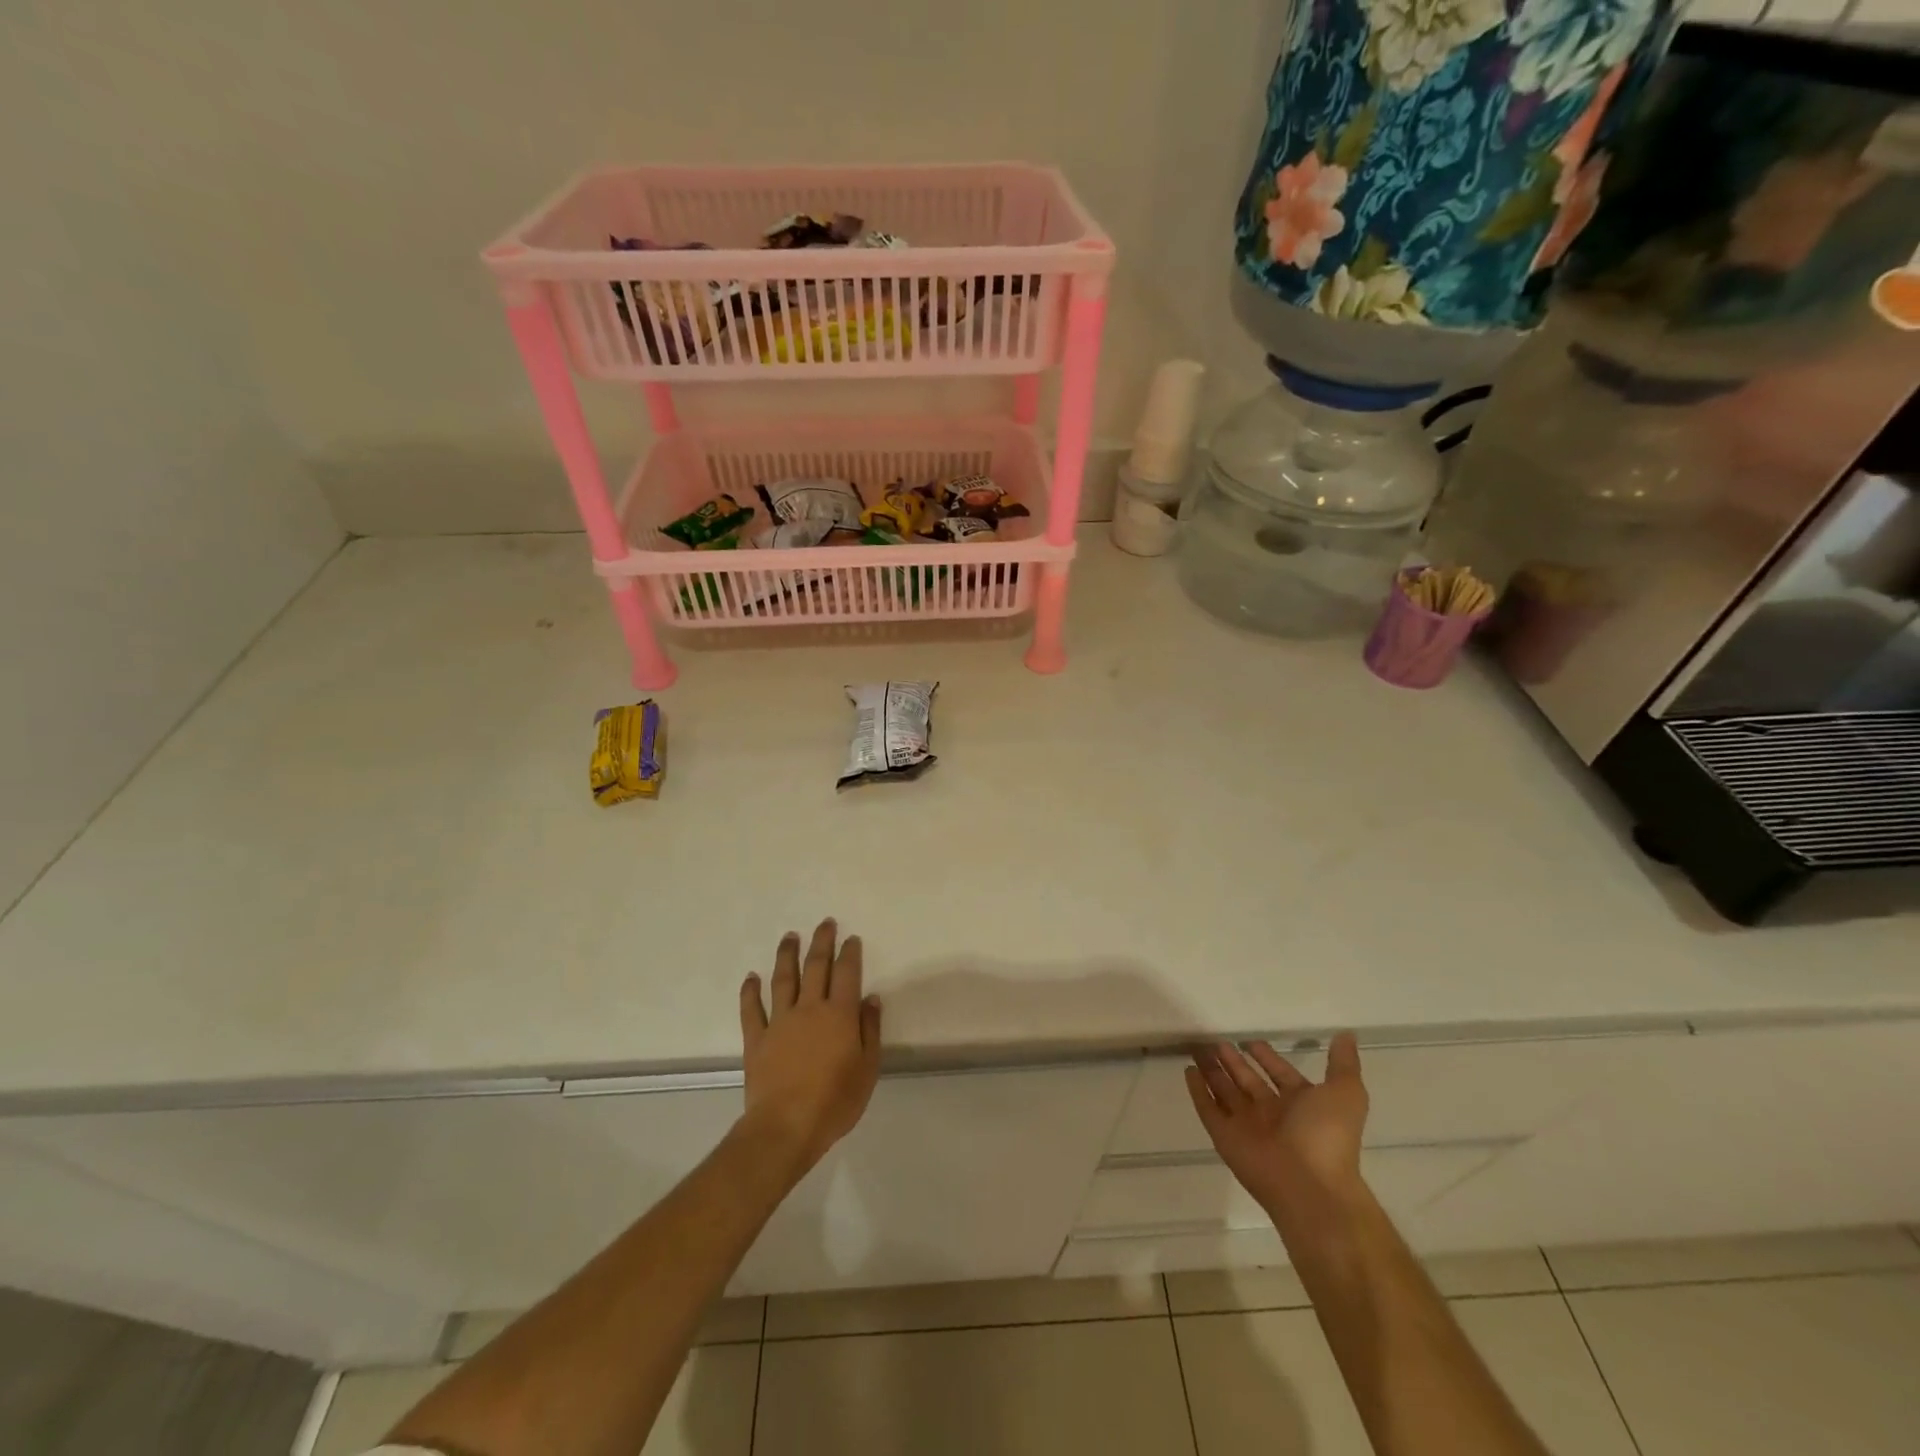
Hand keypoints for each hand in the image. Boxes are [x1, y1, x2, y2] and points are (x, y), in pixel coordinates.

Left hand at [738, 919, 881, 1180]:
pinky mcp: (756, 1039)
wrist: (786, 1126)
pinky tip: (751, 977)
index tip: (851, 938)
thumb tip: (870, 999)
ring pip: (783, 979)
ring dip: (787, 955)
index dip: (849, 953)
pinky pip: (752, 1009)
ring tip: (790, 936)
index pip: (846, 974)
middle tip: (825, 923)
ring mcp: (779, 1021)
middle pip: (815, 967)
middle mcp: (809, 1009)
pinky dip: (750, 991)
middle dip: (821, 942)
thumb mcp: (867, 1069)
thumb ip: (870, 1030)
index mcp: (838, 1014)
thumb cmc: (835, 1101)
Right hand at [1186, 1034, 1369, 1225]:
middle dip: (1232, 1061)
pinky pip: (1207, 1109)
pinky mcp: (1224, 1136)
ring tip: (1197, 1048)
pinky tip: (1188, 1071)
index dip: (1266, 1057)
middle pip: (1247, 1080)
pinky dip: (1197, 1091)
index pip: (1279, 1074)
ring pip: (1224, 1091)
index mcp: (1299, 1104)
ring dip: (1212, 1071)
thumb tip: (1347, 1035)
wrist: (1310, 1187)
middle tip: (1215, 1040)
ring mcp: (1246, 1125)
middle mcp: (1271, 1113)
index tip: (1250, 1040)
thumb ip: (1343, 1064)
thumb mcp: (1346, 1093)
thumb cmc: (1327, 1135)